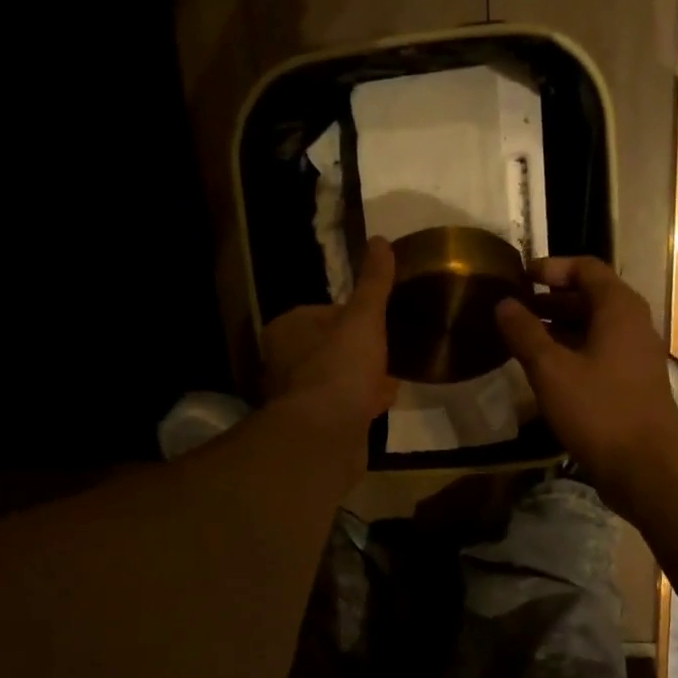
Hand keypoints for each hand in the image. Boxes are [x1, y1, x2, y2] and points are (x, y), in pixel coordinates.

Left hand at [260, 237, 397, 473]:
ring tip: (393, 376)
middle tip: (391, 349)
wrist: (326, 436)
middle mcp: (284, 362)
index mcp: (287, 330)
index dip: (356, 317)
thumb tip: (381, 241)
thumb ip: (373, 284)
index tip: (382, 322)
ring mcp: (299, 397)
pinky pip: (344, 406)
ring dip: (363, 378)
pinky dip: (363, 403)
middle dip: (361, 350)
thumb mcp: (363, 319)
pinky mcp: (315, 427)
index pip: (326, 313)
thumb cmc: (340, 368)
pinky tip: (385, 403)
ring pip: (338, 378)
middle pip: (332, 347)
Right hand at [495, 257, 677, 513]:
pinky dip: (572, 352)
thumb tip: (504, 304)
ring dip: (559, 328)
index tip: (520, 277)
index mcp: (619, 309)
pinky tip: (546, 372)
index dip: (552, 268)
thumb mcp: (550, 370)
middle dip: (551, 300)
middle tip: (515, 310)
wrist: (644, 465)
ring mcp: (636, 355)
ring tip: (523, 340)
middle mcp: (633, 324)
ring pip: (594, 328)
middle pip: (591, 297)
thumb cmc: (597, 410)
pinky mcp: (632, 382)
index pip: (586, 268)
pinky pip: (599, 353)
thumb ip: (525, 333)